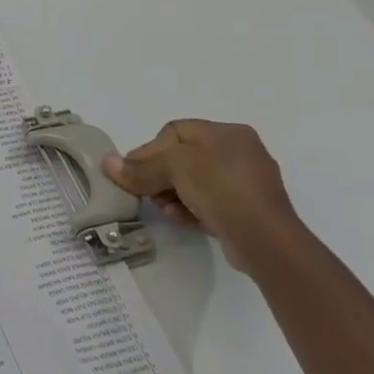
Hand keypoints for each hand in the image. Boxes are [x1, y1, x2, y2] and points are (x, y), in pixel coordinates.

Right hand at [101, 119, 305, 273]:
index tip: (131, 172)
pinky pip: (208, 203)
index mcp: (227, 133)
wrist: (266, 241)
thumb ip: (140, 168)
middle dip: (159, 175)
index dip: (149, 150)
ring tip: (162, 209)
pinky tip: (178, 218)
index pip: (175, 132)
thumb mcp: (175, 169)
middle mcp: (239, 153)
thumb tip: (107, 163)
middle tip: (143, 192)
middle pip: (183, 158)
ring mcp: (245, 184)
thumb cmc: (221, 188)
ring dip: (172, 194)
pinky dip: (190, 209)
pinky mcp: (246, 212)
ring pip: (194, 183)